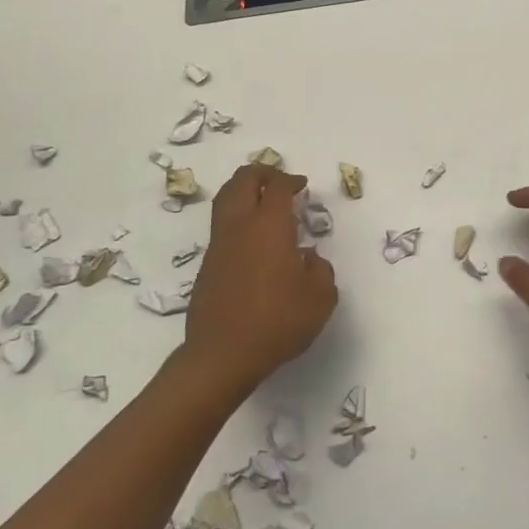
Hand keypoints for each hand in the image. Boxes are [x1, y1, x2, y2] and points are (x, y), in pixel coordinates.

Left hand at [185, 164, 337, 388]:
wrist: (223, 355)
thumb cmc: (278, 322)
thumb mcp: (320, 299)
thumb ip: (321, 271)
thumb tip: (308, 259)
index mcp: (270, 226)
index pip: (277, 187)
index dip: (291, 180)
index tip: (302, 185)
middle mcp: (240, 227)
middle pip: (242, 181)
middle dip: (260, 173)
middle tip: (277, 179)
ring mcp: (219, 245)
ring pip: (225, 201)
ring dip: (243, 191)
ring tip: (261, 200)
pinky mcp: (207, 266)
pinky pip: (221, 227)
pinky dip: (236, 218)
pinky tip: (252, 239)